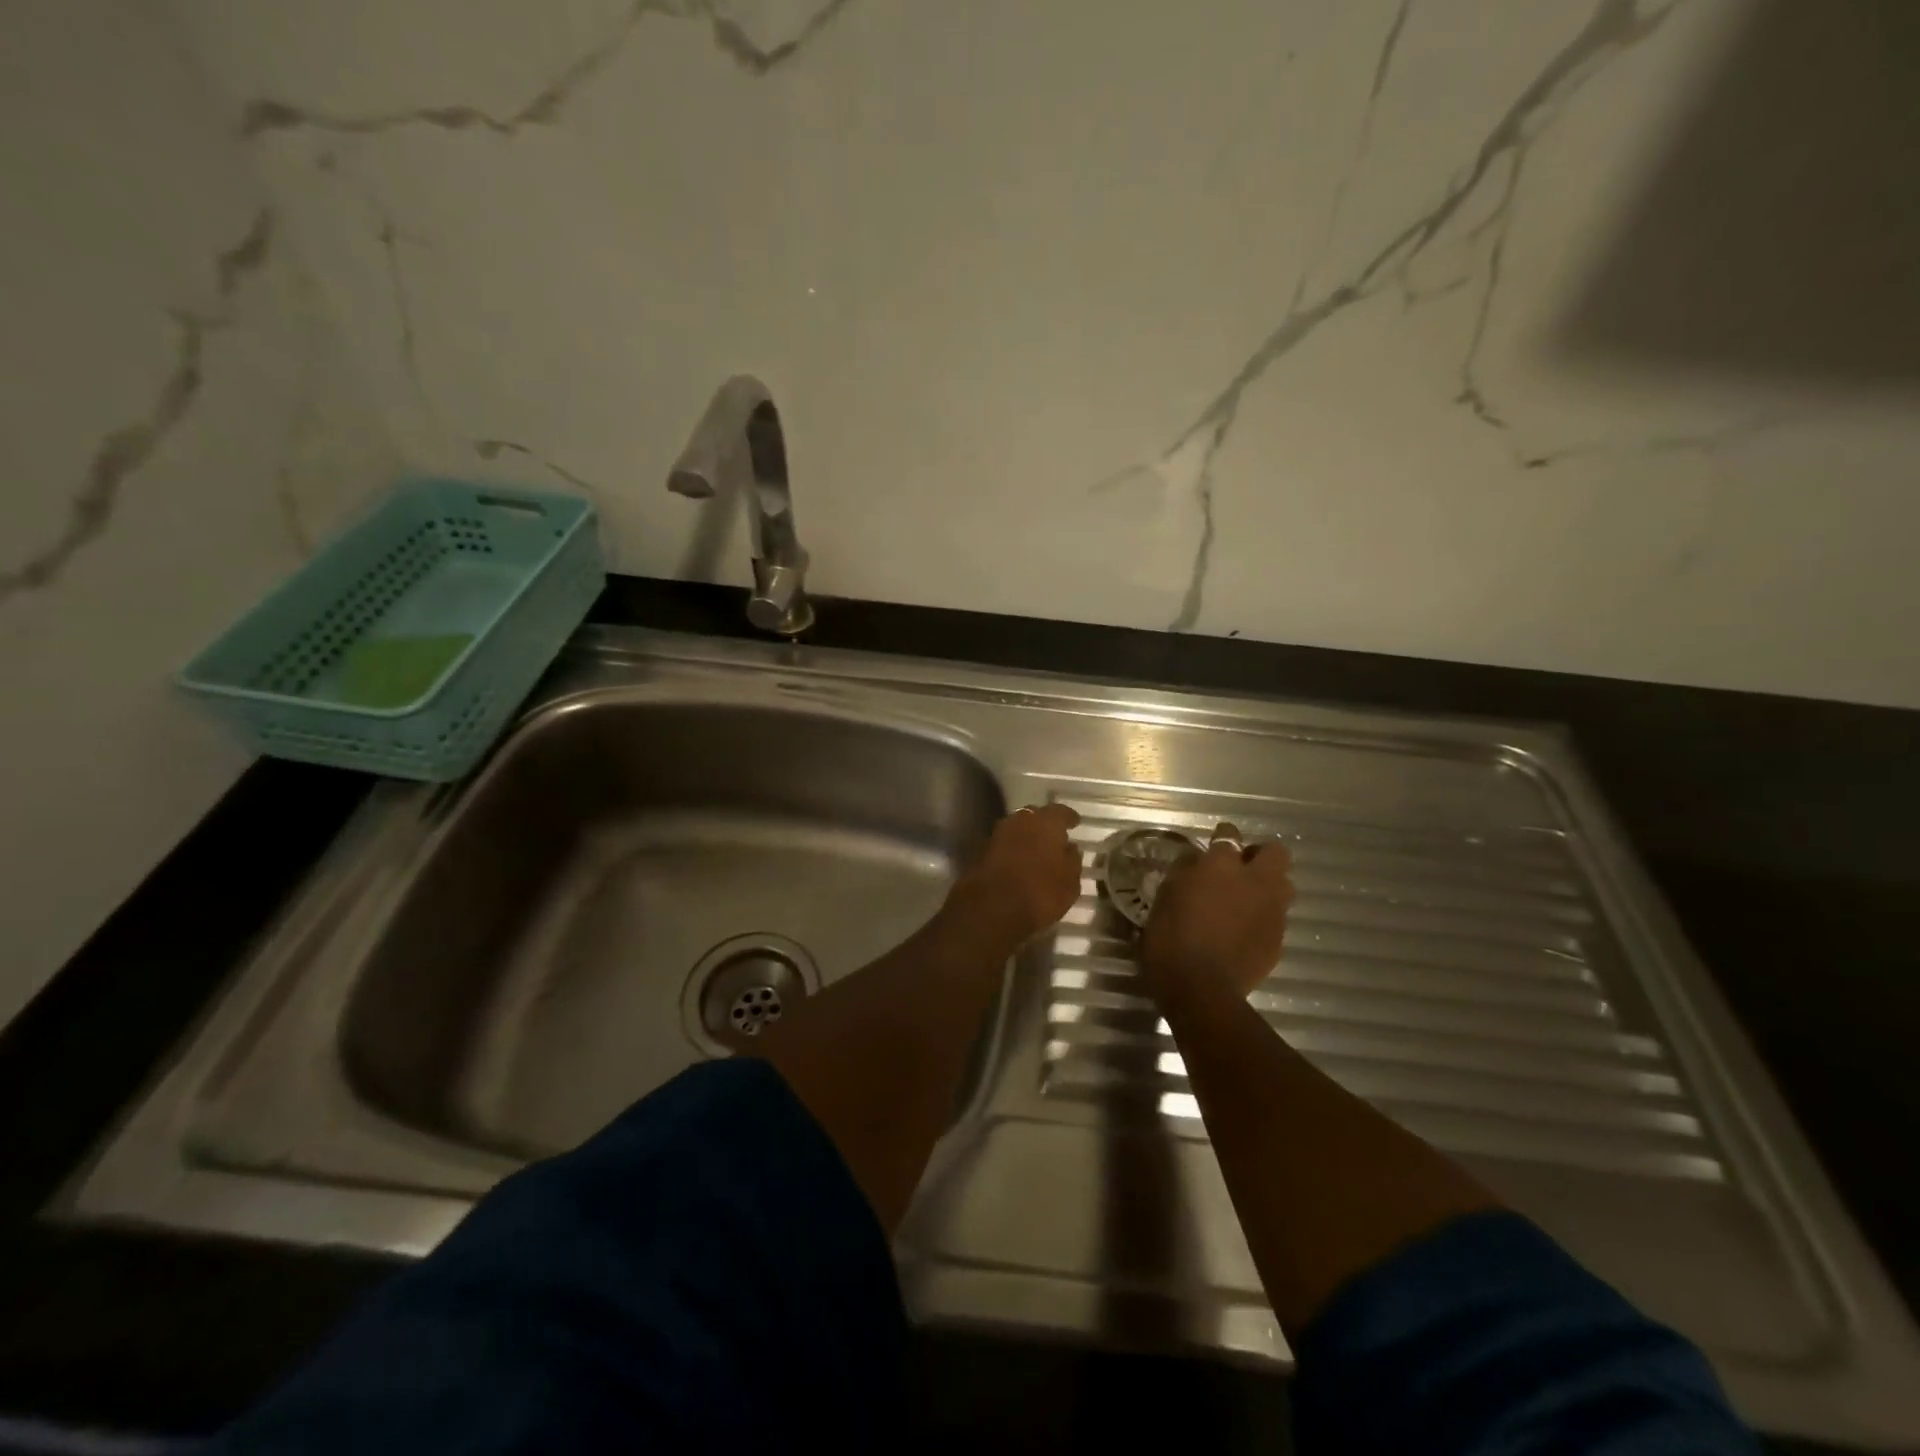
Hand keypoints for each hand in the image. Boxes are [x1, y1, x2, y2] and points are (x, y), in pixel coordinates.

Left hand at [948, 803, 1083, 946]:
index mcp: (1045, 822)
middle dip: (1045, 825)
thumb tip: (1070, 848)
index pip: (1060, 812)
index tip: (1075, 823)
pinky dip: (1014, 850)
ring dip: (1027, 837)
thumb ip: (1072, 860)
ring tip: (1038, 852)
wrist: (990, 909)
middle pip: (1035, 816)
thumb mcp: (1070, 882)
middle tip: (1055, 838)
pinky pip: (1005, 844)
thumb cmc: (1039, 892)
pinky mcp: (982, 850)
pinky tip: (1021, 863)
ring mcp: (998, 834)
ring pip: (1018, 829)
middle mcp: (1020, 820)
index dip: (1069, 818)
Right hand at [1141, 821, 1293, 1012]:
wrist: (1200, 988)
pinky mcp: (1278, 940)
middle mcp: (1255, 882)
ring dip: (1268, 887)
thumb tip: (1195, 860)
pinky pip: (1276, 919)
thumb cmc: (1171, 937)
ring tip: (1245, 901)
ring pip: (1283, 886)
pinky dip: (1263, 919)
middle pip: (1275, 853)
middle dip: (1260, 856)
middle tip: (1239, 870)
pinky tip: (1243, 932)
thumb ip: (1184, 872)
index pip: (1229, 836)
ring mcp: (1272, 912)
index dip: (1223, 837)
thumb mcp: (1166, 897)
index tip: (1213, 843)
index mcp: (1222, 866)